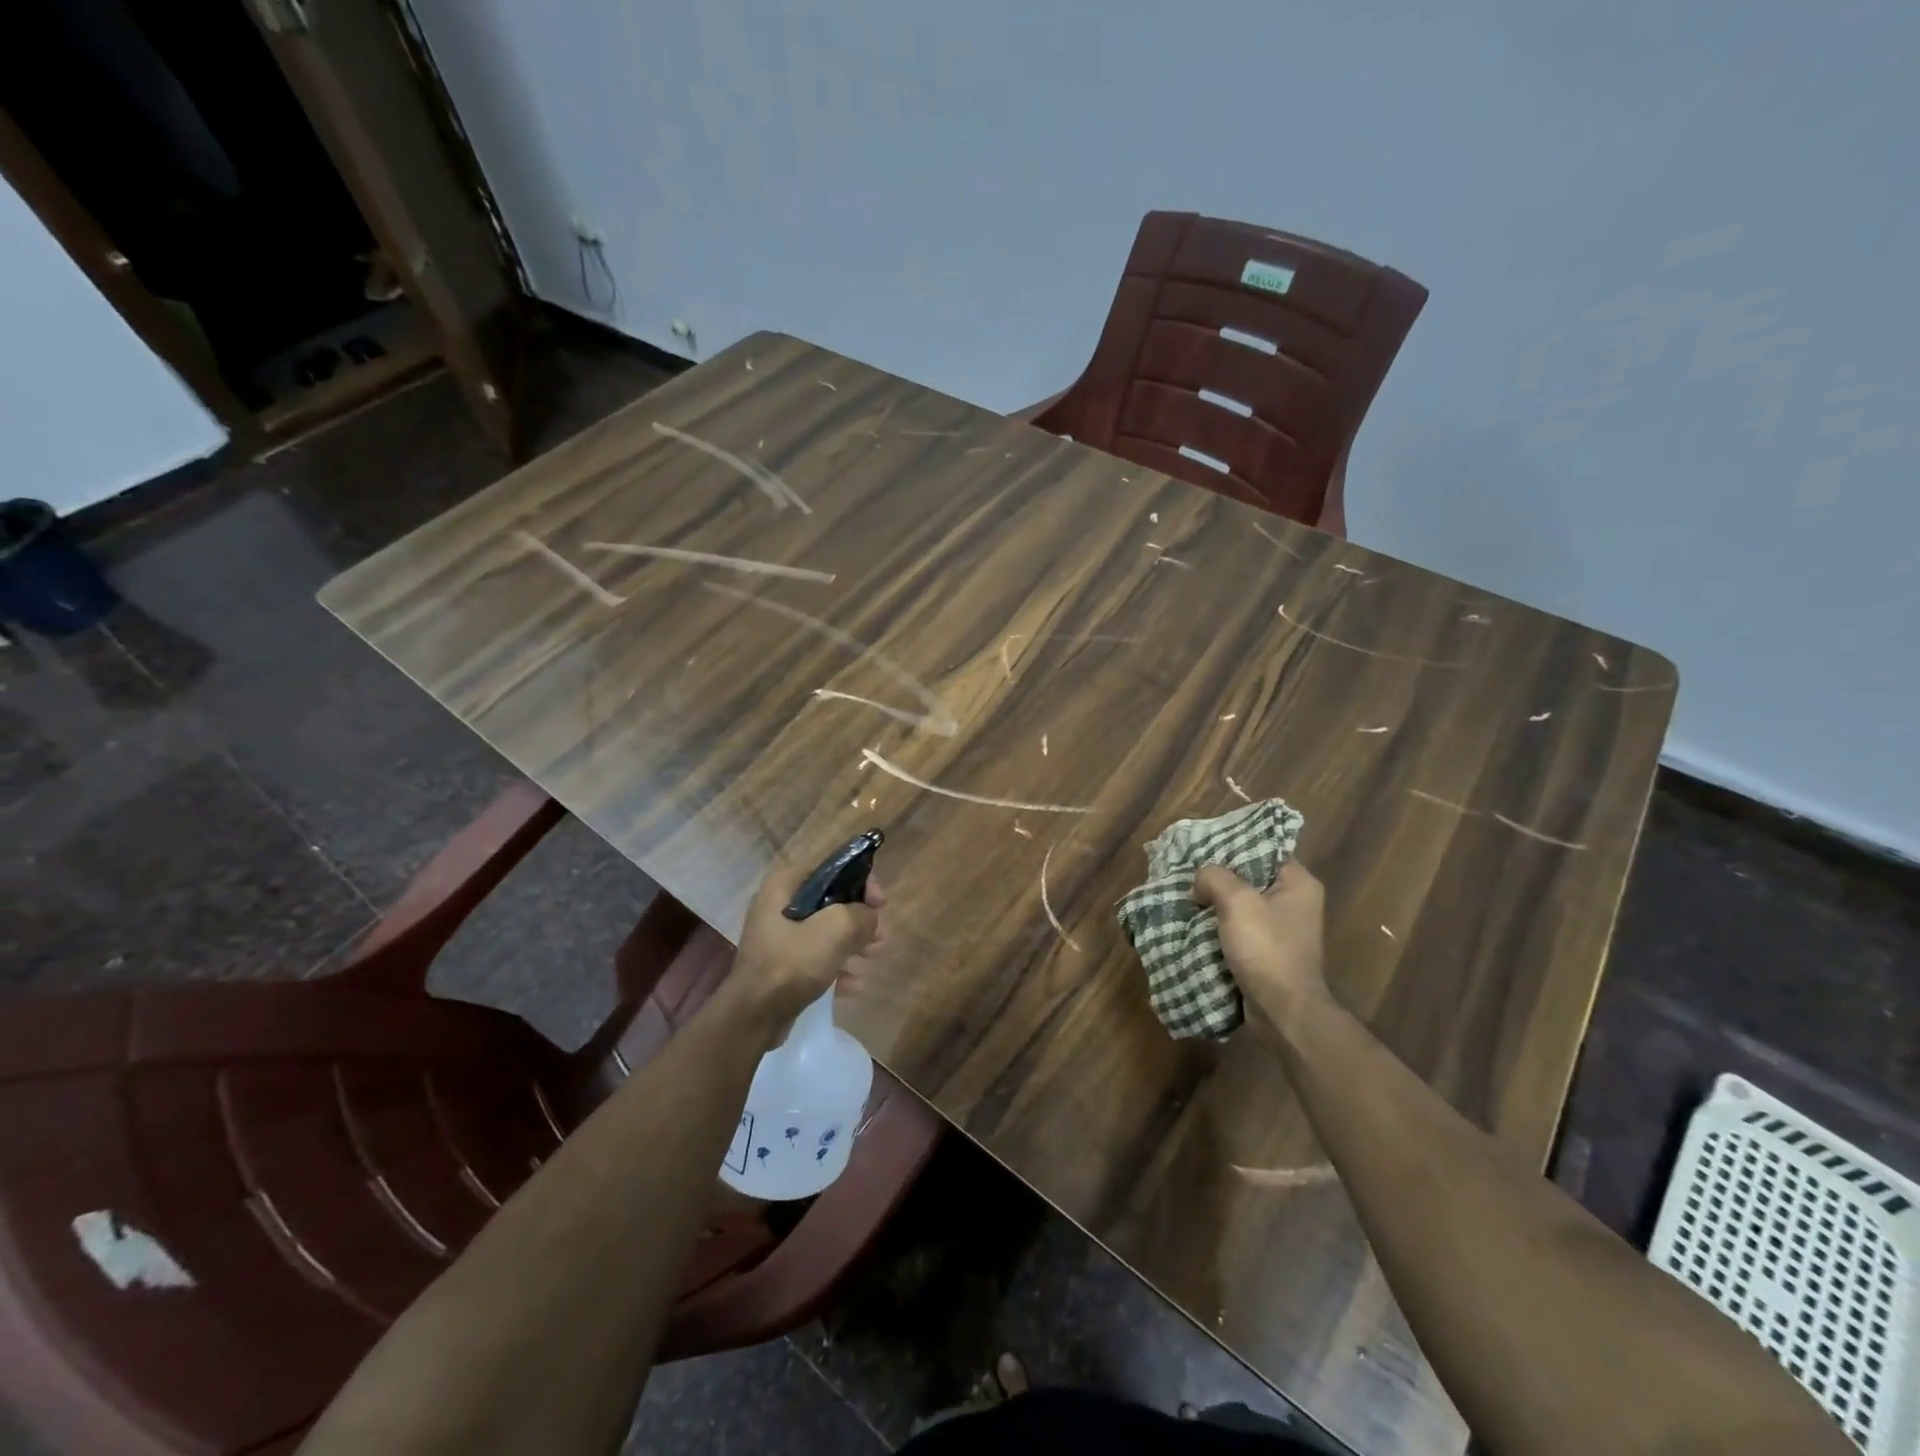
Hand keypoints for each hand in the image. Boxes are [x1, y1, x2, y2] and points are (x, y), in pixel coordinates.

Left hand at [729, 853, 885, 1030]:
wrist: (753, 1016)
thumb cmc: (792, 963)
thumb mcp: (835, 930)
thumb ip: (861, 915)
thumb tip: (869, 917)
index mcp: (785, 885)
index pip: (831, 867)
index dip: (861, 880)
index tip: (880, 903)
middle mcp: (778, 905)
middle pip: (831, 900)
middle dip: (859, 917)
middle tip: (880, 933)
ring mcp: (779, 937)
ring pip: (826, 931)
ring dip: (853, 942)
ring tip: (875, 955)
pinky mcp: (782, 965)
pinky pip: (816, 958)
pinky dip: (837, 967)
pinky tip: (856, 985)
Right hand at [1192, 859, 1328, 1035]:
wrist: (1282, 1010)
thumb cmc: (1266, 948)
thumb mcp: (1237, 901)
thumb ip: (1214, 877)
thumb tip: (1200, 880)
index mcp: (1298, 883)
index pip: (1265, 848)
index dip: (1234, 844)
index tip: (1203, 845)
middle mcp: (1295, 903)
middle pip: (1249, 876)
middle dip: (1218, 876)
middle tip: (1188, 871)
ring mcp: (1282, 930)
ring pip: (1241, 904)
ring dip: (1214, 903)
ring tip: (1184, 895)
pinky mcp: (1268, 952)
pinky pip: (1238, 929)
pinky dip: (1217, 926)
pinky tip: (1193, 922)